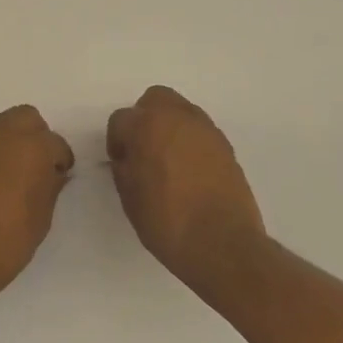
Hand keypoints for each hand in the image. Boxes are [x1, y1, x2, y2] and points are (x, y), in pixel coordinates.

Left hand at [0, 105, 74, 296]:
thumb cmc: (6, 242)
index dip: (61, 161)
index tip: (60, 177)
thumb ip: (50, 187)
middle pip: (27, 118)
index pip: (56, 143)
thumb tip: (54, 172)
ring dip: (14, 140)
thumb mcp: (41, 218)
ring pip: (3, 124)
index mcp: (31, 147)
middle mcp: (3, 134)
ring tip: (17, 174)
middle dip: (37, 137)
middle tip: (39, 167)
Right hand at [107, 86, 267, 294]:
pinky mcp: (225, 144)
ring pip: (181, 111)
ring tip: (169, 160)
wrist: (222, 243)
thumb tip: (128, 159)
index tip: (122, 164)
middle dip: (144, 119)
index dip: (117, 142)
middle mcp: (177, 117)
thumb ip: (124, 168)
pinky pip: (200, 130)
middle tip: (143, 149)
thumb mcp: (130, 198)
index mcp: (146, 126)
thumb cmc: (166, 221)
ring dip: (170, 127)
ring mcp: (205, 129)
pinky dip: (191, 141)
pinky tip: (190, 170)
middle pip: (154, 100)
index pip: (121, 120)